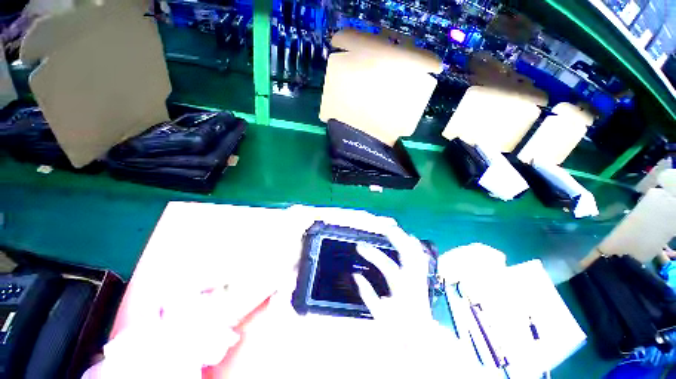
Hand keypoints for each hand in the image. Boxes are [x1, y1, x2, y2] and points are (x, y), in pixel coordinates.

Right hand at [353, 226, 432, 324]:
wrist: (422, 342)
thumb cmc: (399, 331)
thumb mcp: (379, 315)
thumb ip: (367, 294)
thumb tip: (355, 276)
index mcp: (402, 289)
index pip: (387, 266)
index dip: (373, 255)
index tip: (360, 247)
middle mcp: (413, 280)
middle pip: (408, 252)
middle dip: (396, 236)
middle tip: (383, 226)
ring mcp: (420, 278)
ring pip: (416, 253)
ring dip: (405, 239)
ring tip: (394, 229)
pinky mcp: (422, 278)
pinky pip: (421, 259)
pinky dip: (415, 247)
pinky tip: (410, 240)